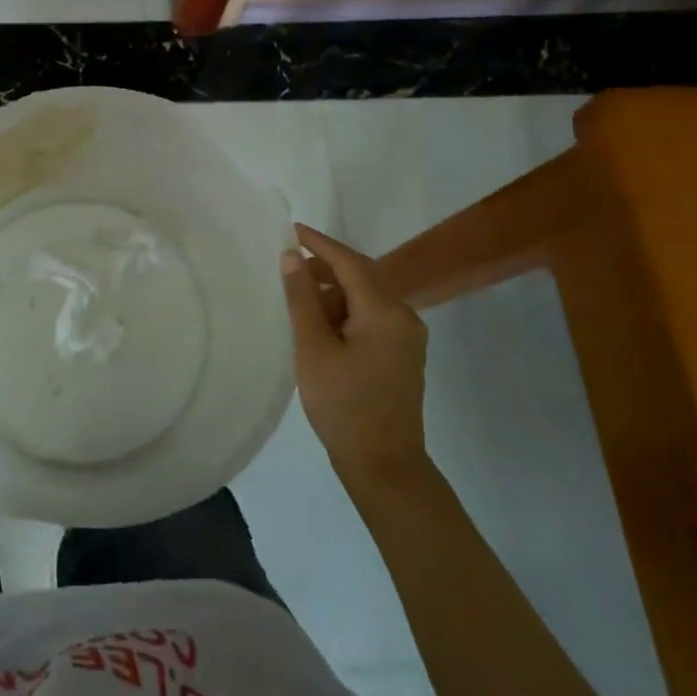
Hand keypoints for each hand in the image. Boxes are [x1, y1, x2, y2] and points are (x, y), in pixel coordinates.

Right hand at [281, 223, 429, 490]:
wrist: (384, 466)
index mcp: (385, 311)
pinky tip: (321, 325)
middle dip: (326, 267)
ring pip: (367, 296)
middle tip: (289, 267)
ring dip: (335, 291)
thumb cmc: (343, 405)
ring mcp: (407, 336)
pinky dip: (346, 311)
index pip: (350, 262)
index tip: (291, 229)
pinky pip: (372, 316)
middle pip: (362, 275)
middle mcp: (404, 316)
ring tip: (300, 303)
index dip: (320, 243)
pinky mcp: (402, 354)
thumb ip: (302, 298)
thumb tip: (292, 256)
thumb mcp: (313, 348)